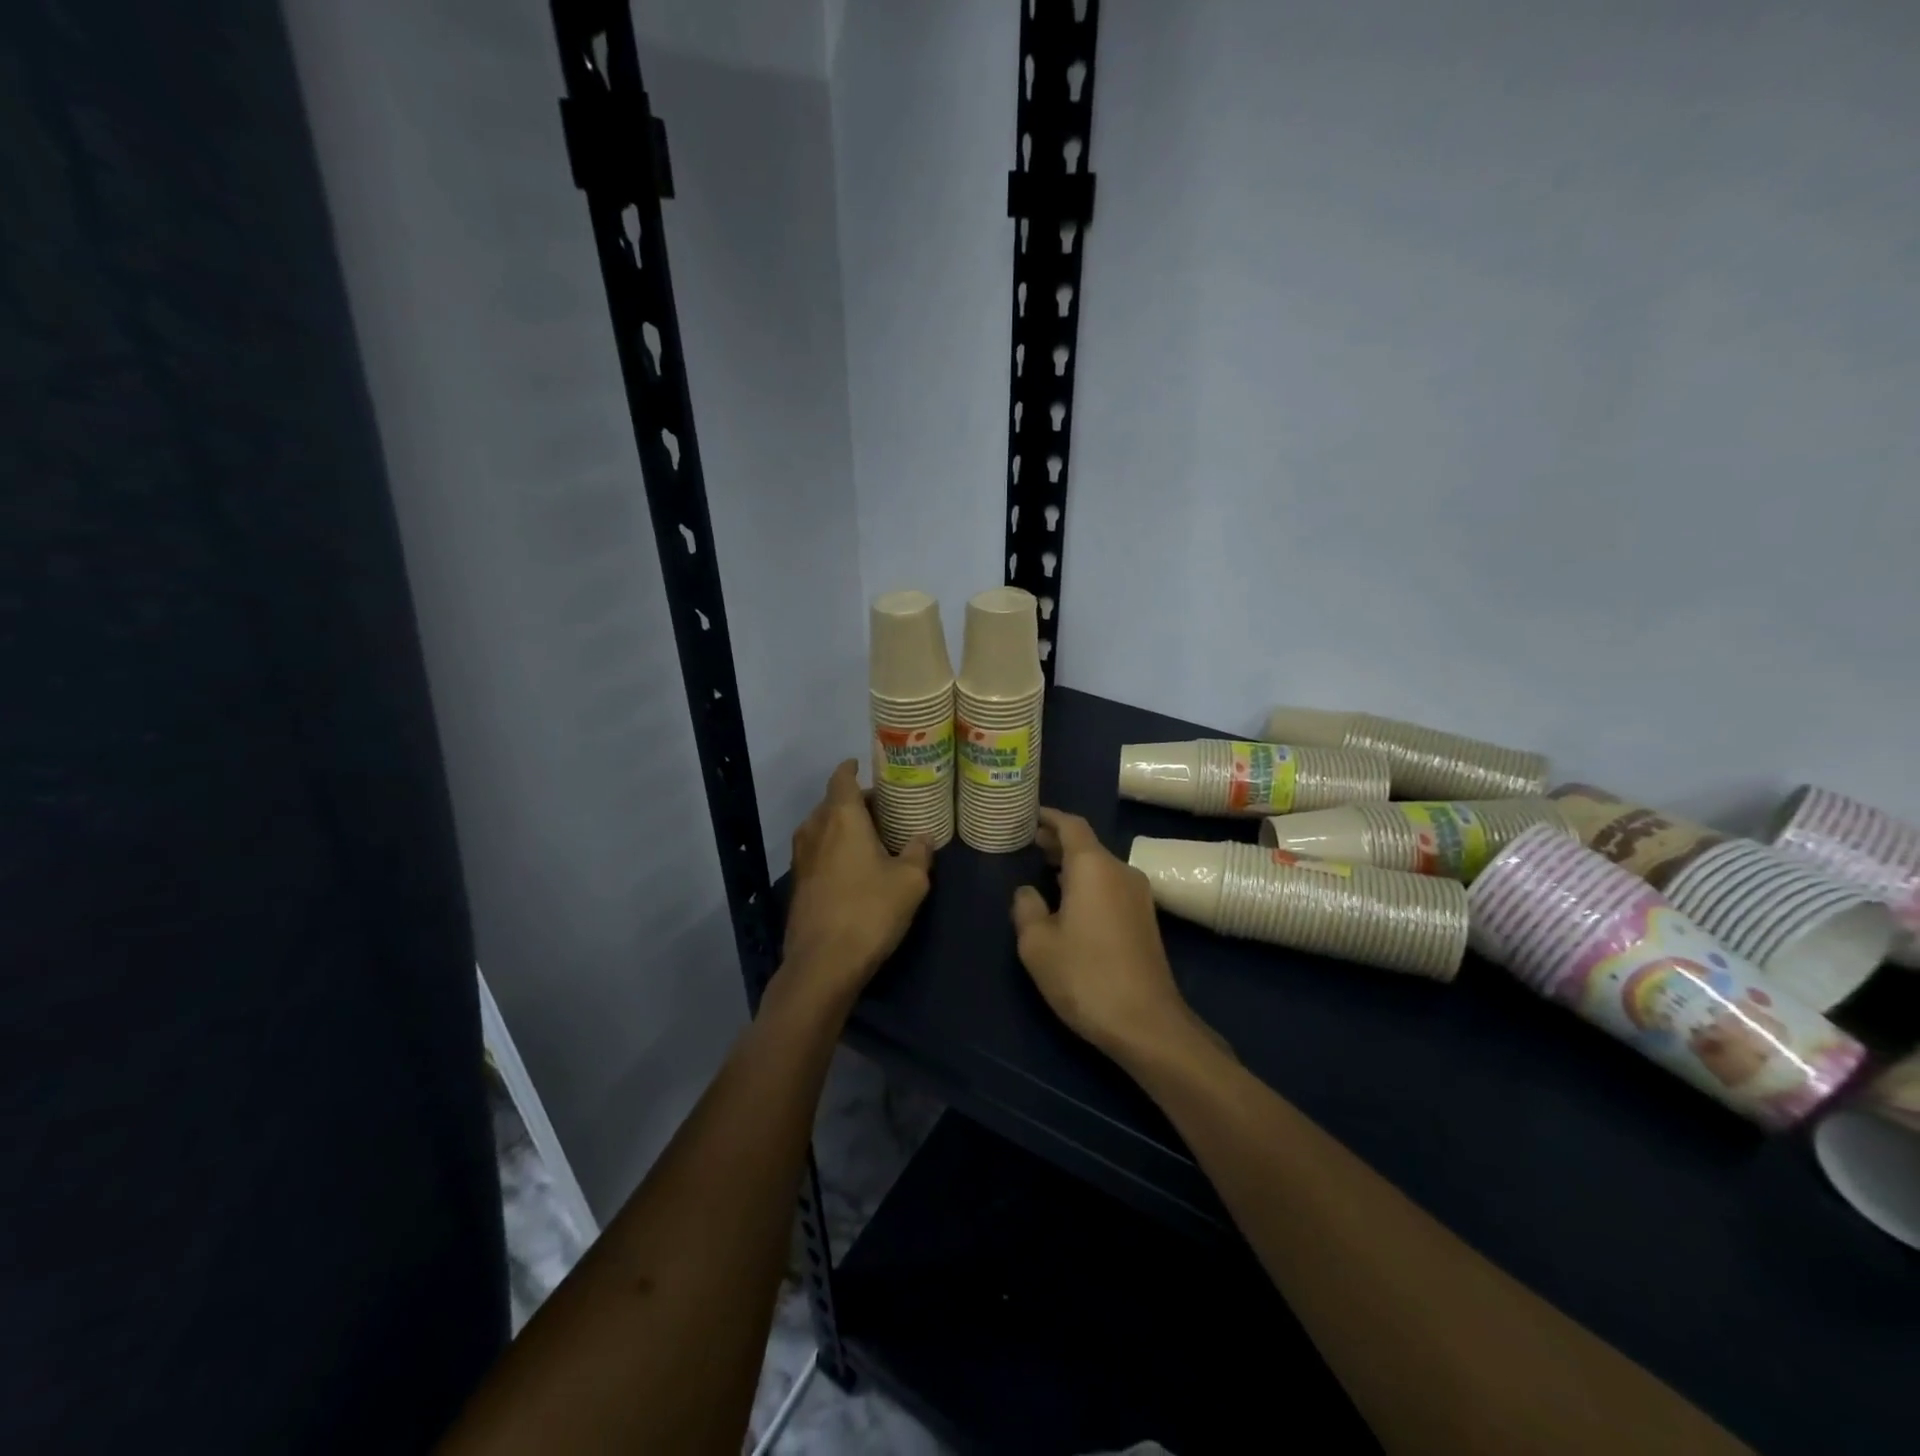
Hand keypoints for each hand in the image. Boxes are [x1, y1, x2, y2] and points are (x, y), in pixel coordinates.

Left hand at [782, 760, 932, 1002]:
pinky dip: (833, 849)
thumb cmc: (870, 910)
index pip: (841, 779)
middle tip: (883, 809)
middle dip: (854, 802)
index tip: (861, 765)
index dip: (851, 769)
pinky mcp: (798, 884)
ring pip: (821, 828)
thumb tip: (924, 837)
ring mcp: (801, 858)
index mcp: (841, 817)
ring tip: (870, 836)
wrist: (824, 962)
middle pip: (831, 803)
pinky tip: (853, 867)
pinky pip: (817, 852)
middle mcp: (815, 829)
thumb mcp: (910, 881)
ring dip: (842, 826)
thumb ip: (919, 852)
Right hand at [1010, 808, 1203, 1060]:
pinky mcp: (1145, 919)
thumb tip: (1027, 891)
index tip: (1030, 816)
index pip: (1071, 825)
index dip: (1049, 818)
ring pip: (1101, 867)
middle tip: (1030, 843)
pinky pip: (1111, 886)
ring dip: (1073, 865)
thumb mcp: (1037, 944)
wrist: (1146, 1022)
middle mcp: (1121, 872)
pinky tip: (1070, 902)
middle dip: (1058, 841)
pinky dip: (1088, 883)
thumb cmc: (1084, 976)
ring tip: (1045, 870)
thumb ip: (1026, 908)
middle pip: (1088, 845)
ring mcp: (1138, 896)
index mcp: (1093, 867)